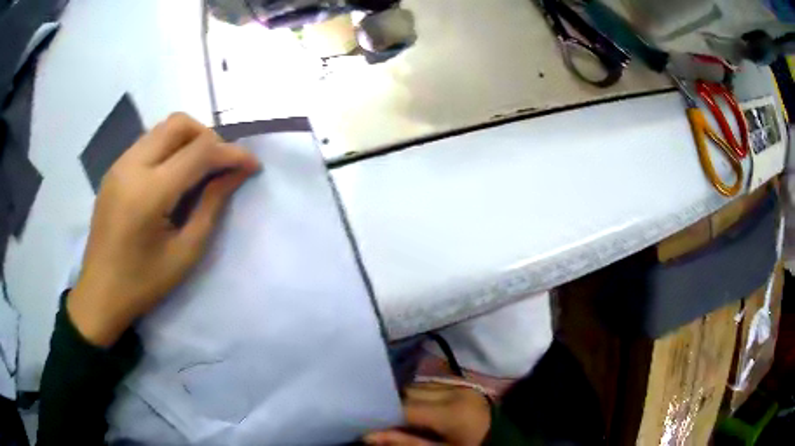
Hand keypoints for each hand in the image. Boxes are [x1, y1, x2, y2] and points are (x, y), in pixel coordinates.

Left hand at [67, 113, 259, 346]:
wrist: (99, 293)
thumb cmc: (143, 283)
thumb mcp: (184, 253)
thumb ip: (211, 207)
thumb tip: (235, 174)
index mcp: (149, 193)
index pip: (199, 152)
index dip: (232, 153)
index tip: (253, 165)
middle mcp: (132, 166)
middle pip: (179, 124)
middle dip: (209, 136)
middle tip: (222, 164)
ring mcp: (119, 164)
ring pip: (163, 128)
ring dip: (189, 139)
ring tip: (201, 168)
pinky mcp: (114, 169)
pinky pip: (149, 141)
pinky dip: (170, 147)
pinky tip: (174, 174)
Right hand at [365, 382, 491, 445]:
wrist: (503, 437)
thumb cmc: (471, 445)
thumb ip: (405, 442)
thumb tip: (368, 436)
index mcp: (450, 411)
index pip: (405, 407)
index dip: (385, 415)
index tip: (371, 423)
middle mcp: (453, 391)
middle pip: (409, 392)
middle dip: (395, 405)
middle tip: (385, 420)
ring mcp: (459, 384)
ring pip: (419, 385)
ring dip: (407, 399)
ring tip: (402, 415)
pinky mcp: (462, 383)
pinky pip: (431, 384)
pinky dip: (420, 395)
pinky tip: (419, 408)